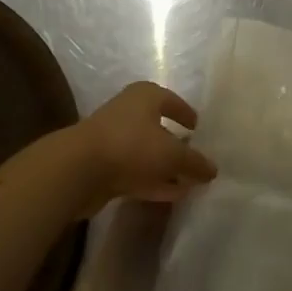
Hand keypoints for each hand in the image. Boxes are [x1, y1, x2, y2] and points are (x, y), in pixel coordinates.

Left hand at [63, 81, 215, 216]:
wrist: (79, 169)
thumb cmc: (131, 146)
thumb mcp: (172, 154)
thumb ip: (195, 162)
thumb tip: (212, 169)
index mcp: (145, 96)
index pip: (172, 101)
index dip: (186, 114)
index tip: (198, 129)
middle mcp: (128, 111)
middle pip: (158, 127)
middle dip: (176, 145)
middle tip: (195, 161)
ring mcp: (113, 138)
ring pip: (146, 152)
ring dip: (165, 168)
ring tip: (187, 184)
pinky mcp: (103, 164)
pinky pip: (135, 171)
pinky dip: (152, 181)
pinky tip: (169, 195)